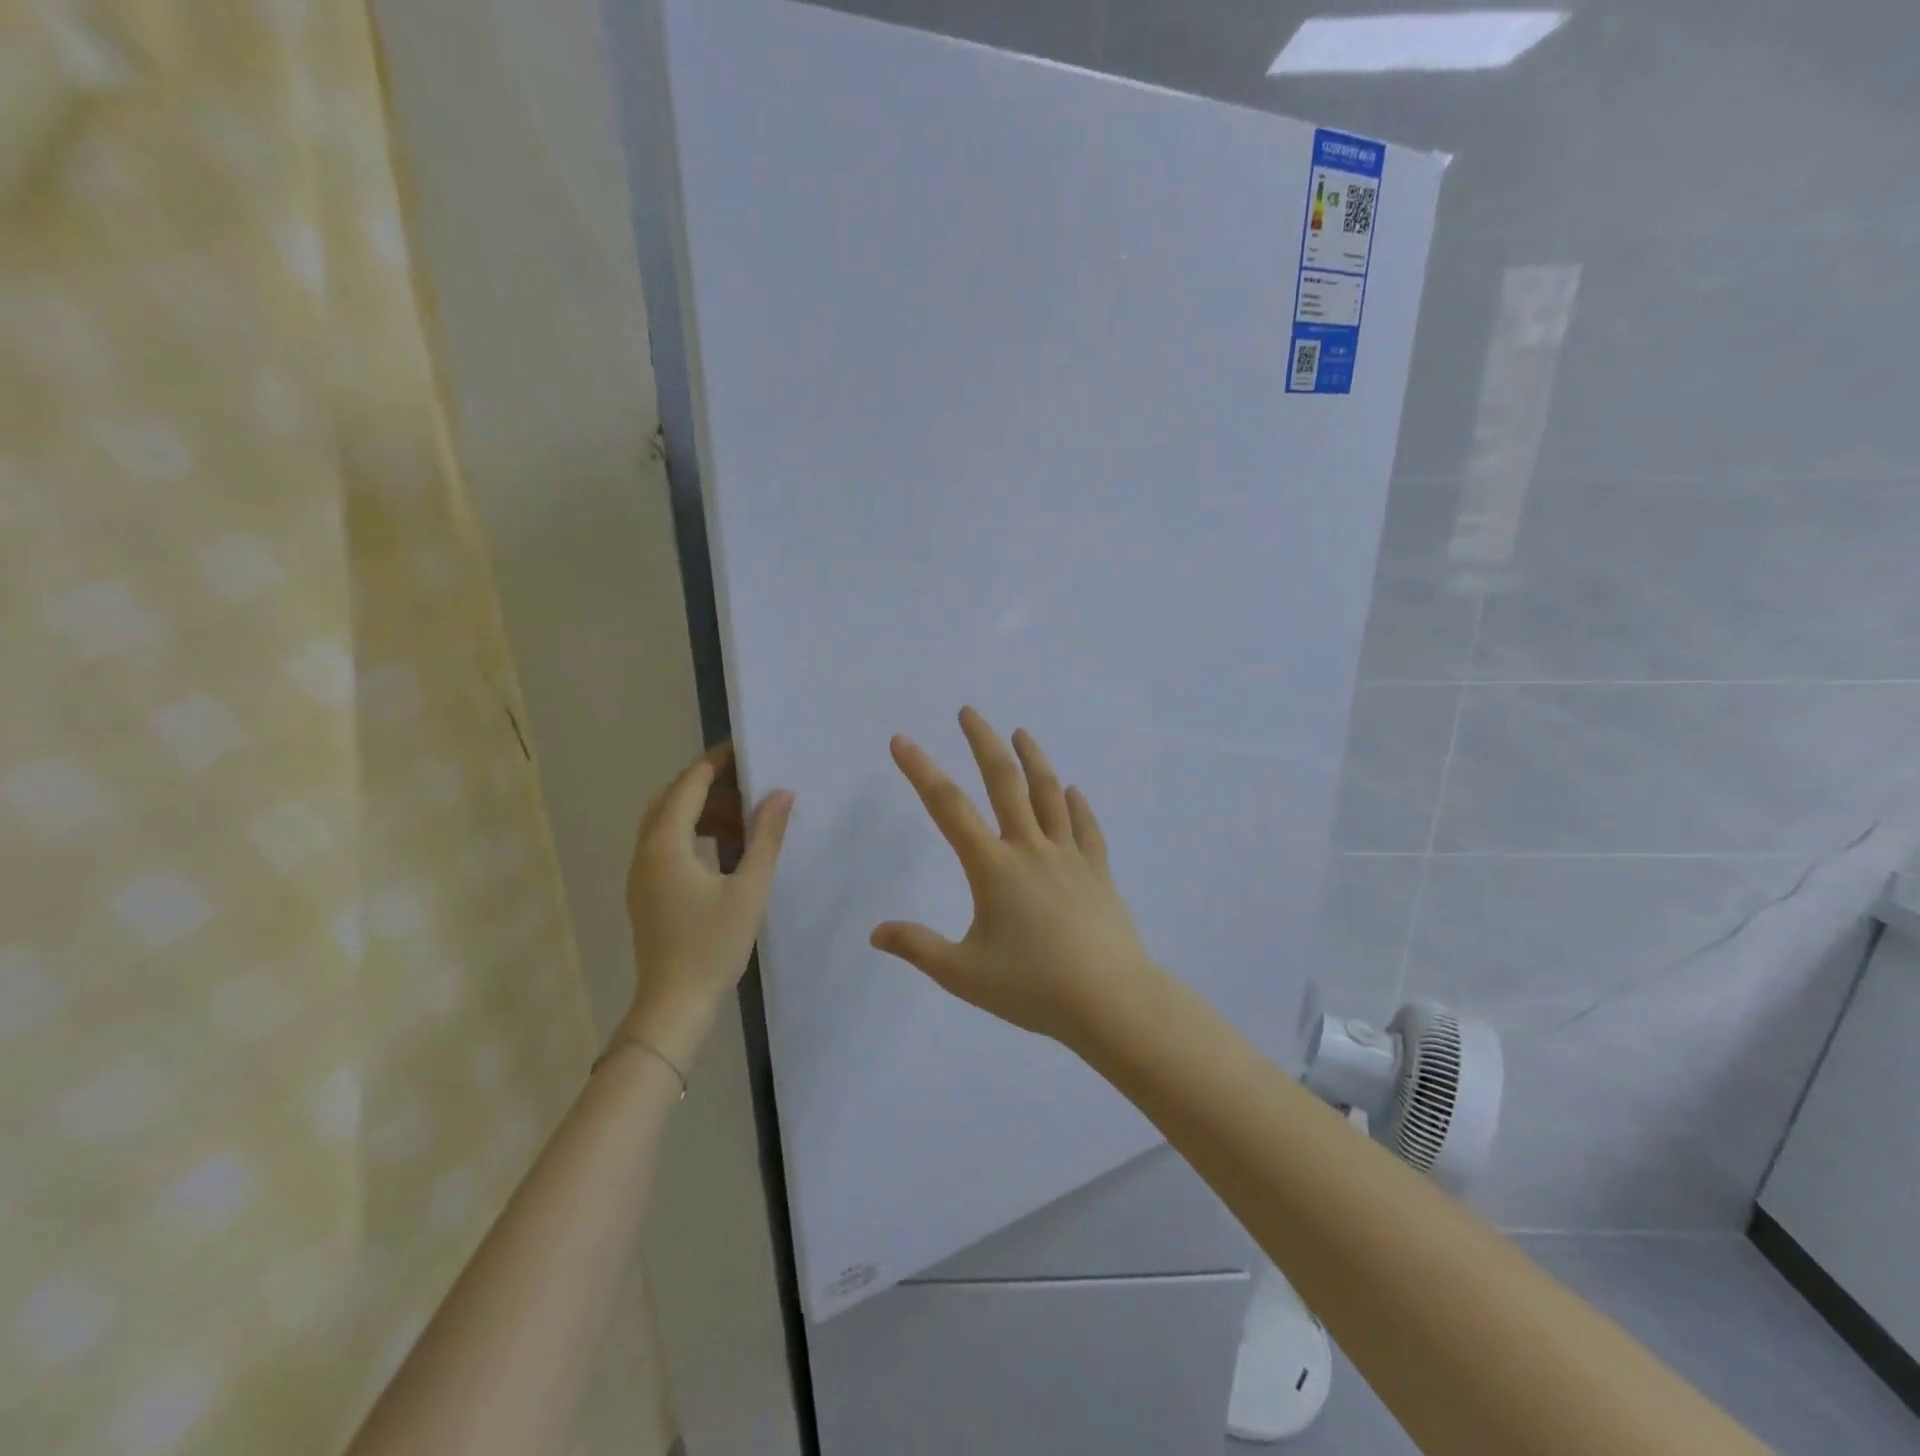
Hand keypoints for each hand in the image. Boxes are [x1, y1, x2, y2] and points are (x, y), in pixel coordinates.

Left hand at [624, 743, 792, 1068]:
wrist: (674, 1004)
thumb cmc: (712, 945)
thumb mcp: (749, 888)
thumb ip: (766, 837)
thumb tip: (781, 794)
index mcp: (666, 845)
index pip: (688, 786)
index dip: (715, 763)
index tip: (744, 748)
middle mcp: (646, 852)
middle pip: (672, 800)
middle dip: (709, 786)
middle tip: (748, 782)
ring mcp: (642, 874)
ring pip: (668, 825)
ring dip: (703, 813)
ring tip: (746, 819)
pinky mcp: (647, 893)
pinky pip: (668, 846)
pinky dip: (695, 836)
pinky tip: (727, 851)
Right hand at [871, 707, 1160, 1044]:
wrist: (1111, 1001)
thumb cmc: (1034, 987)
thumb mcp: (964, 974)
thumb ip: (918, 948)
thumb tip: (876, 932)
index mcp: (994, 868)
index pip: (949, 808)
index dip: (922, 771)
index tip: (902, 741)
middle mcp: (1031, 849)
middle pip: (1005, 782)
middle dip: (983, 743)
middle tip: (969, 712)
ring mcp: (1070, 857)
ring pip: (1049, 794)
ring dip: (1033, 759)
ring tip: (1021, 732)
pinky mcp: (1098, 872)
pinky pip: (1086, 828)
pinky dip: (1077, 805)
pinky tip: (1072, 791)